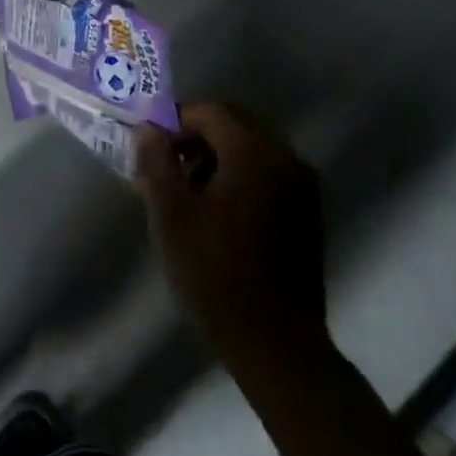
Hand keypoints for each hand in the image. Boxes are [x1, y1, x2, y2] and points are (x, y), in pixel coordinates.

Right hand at [134, 103, 328, 369]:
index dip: (175, 121)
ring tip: (186, 194)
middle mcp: (286, 158)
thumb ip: (156, 163)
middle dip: (195, 138)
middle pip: (234, 124)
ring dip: (216, 158)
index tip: (150, 149)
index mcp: (254, 153)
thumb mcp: (171, 216)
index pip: (210, 111)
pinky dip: (238, 176)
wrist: (275, 343)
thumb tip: (148, 128)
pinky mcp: (307, 211)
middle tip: (165, 169)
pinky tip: (217, 212)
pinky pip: (267, 172)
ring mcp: (302, 185)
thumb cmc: (216, 274)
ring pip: (250, 148)